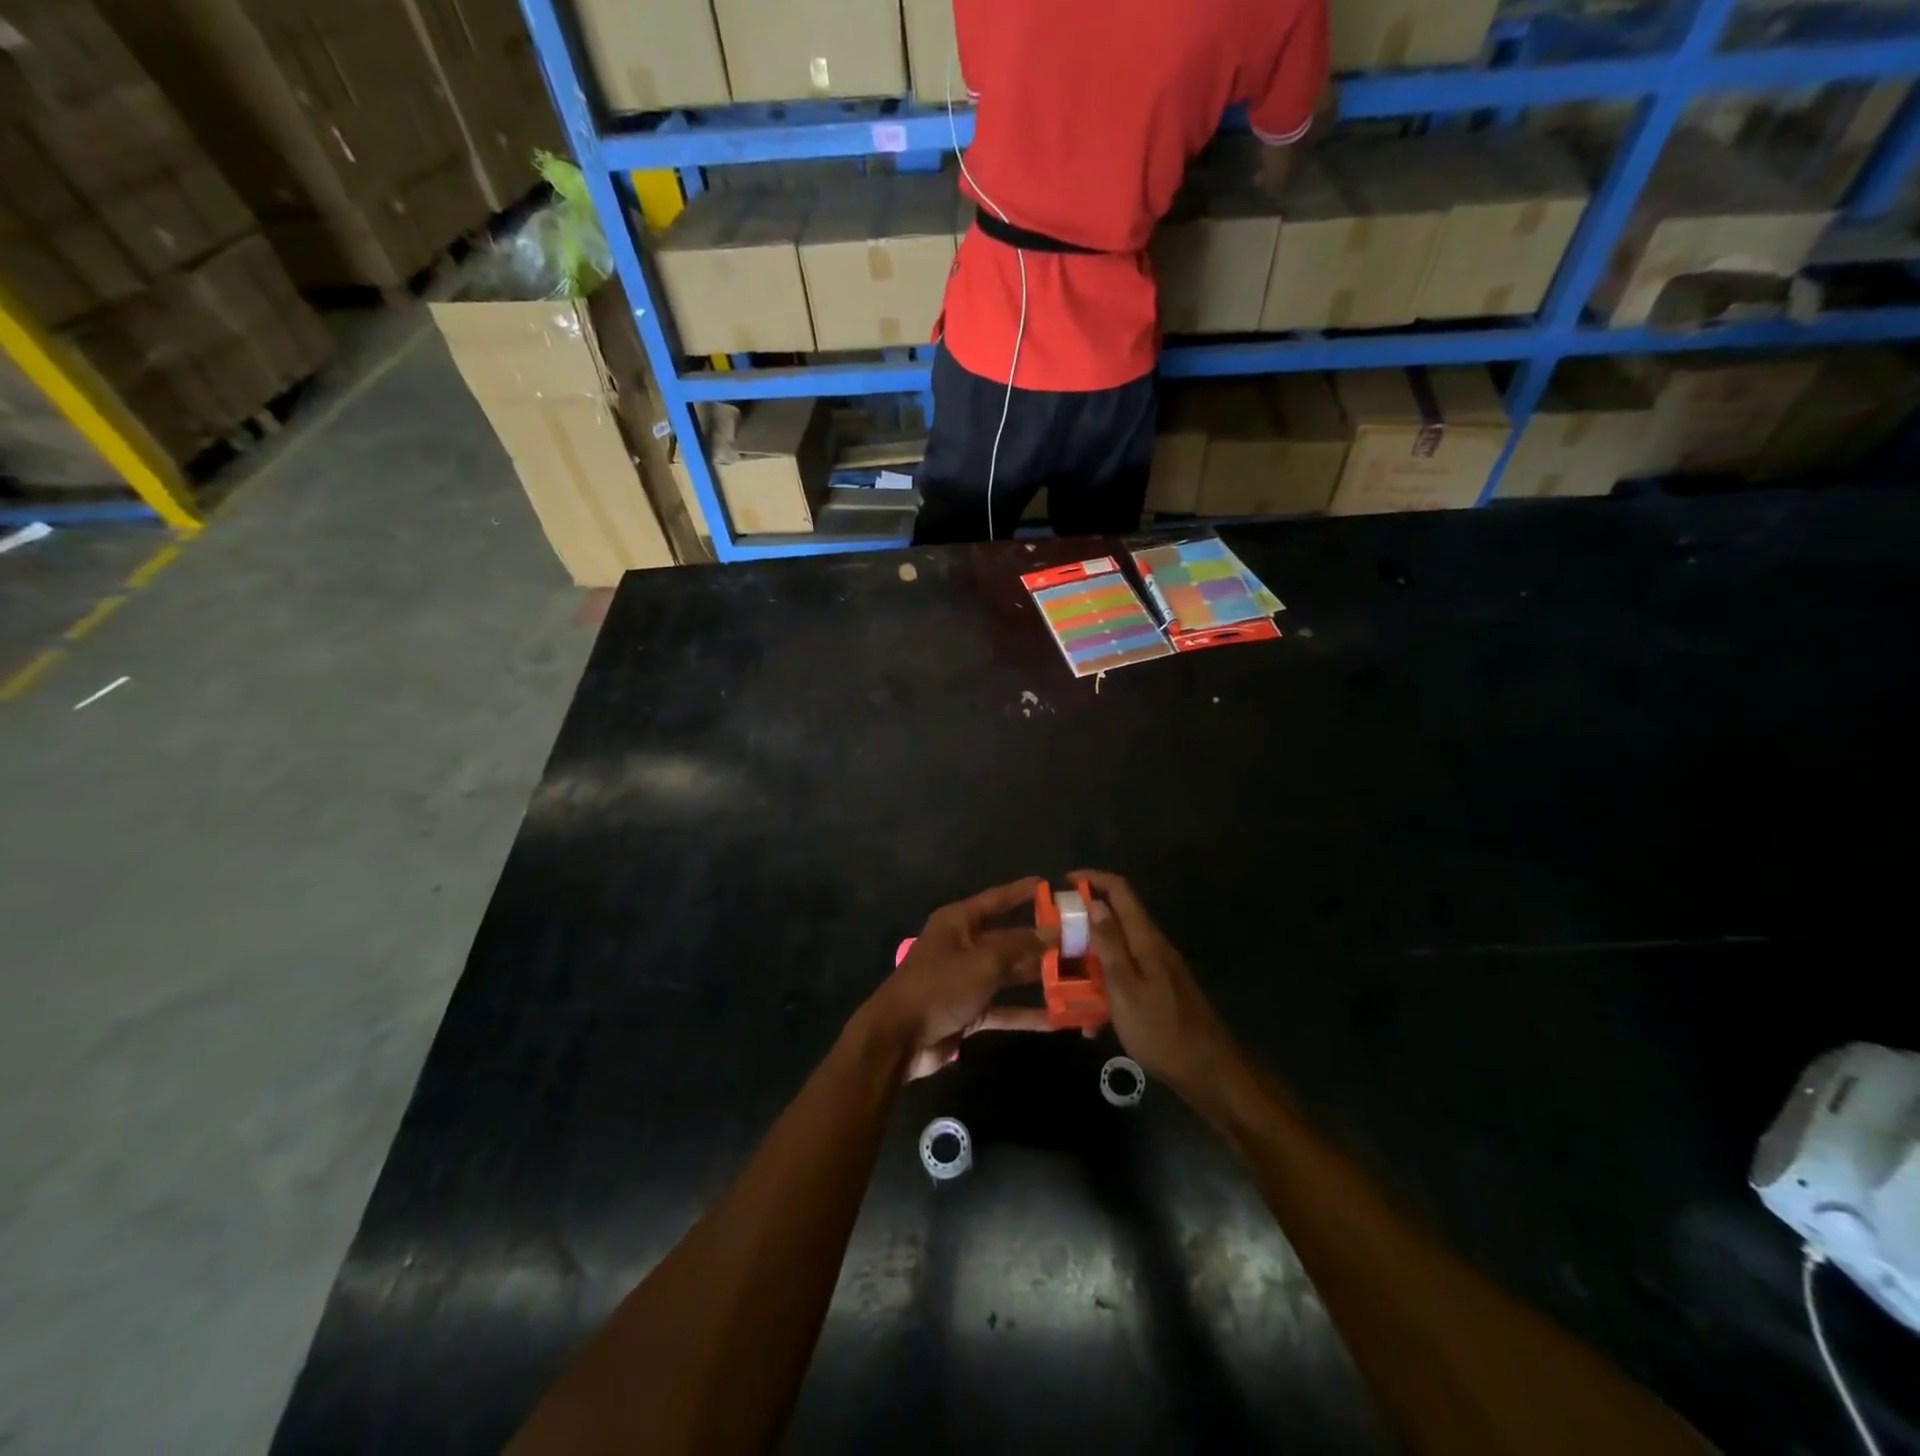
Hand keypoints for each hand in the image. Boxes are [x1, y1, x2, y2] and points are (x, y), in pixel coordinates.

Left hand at [860, 877, 1058, 1080]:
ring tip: (1077, 977)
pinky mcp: (969, 1010)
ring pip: (1009, 974)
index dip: (1022, 892)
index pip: (996, 900)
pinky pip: (1004, 1007)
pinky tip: (1058, 1018)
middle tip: (1078, 941)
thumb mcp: (983, 961)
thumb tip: (1051, 931)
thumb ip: (1019, 946)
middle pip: (1008, 939)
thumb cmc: (939, 986)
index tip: (1050, 886)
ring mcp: (966, 979)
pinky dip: (1027, 1013)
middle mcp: (963, 945)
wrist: (898, 1037)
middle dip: (1040, 941)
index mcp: (959, 922)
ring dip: (1038, 978)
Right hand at [1074, 870, 1239, 1095]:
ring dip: (1091, 959)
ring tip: (1064, 980)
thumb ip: (1109, 945)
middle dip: (1085, 921)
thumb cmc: (1161, 1030)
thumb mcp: (1125, 988)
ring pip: (1118, 950)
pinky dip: (1105, 987)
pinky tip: (1092, 1020)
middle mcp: (1154, 947)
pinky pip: (1126, 977)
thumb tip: (1093, 902)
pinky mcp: (1160, 990)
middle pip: (1117, 918)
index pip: (1120, 891)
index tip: (1064, 882)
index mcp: (1146, 940)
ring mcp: (1159, 969)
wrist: (1209, 1072)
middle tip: (1055, 936)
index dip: (1093, 879)